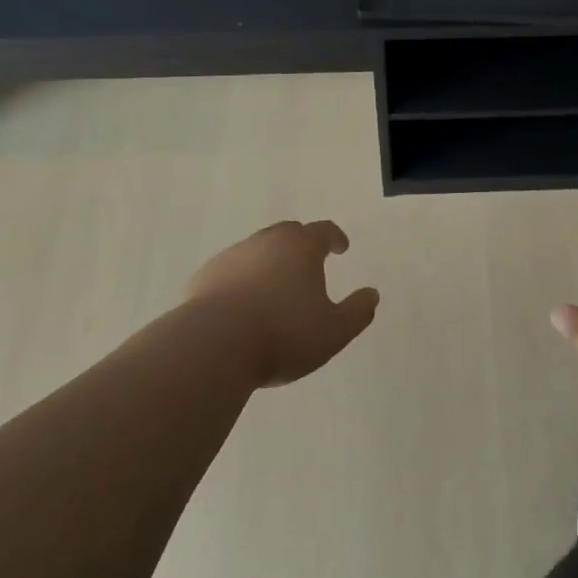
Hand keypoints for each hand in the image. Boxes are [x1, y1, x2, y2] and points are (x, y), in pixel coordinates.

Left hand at [185, 220, 379, 387]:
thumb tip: (372, 295)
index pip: (324, 231)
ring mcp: (233, 256)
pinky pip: (231, 272)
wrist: (212, 346)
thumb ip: (358, 312)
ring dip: (269, 263)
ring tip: (274, 289)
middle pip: (288, 234)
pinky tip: (241, 305)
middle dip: (301, 244)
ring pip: (257, 251)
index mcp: (301, 247)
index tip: (341, 247)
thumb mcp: (333, 332)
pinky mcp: (205, 276)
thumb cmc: (282, 335)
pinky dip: (241, 281)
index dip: (335, 238)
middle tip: (308, 263)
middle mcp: (267, 242)